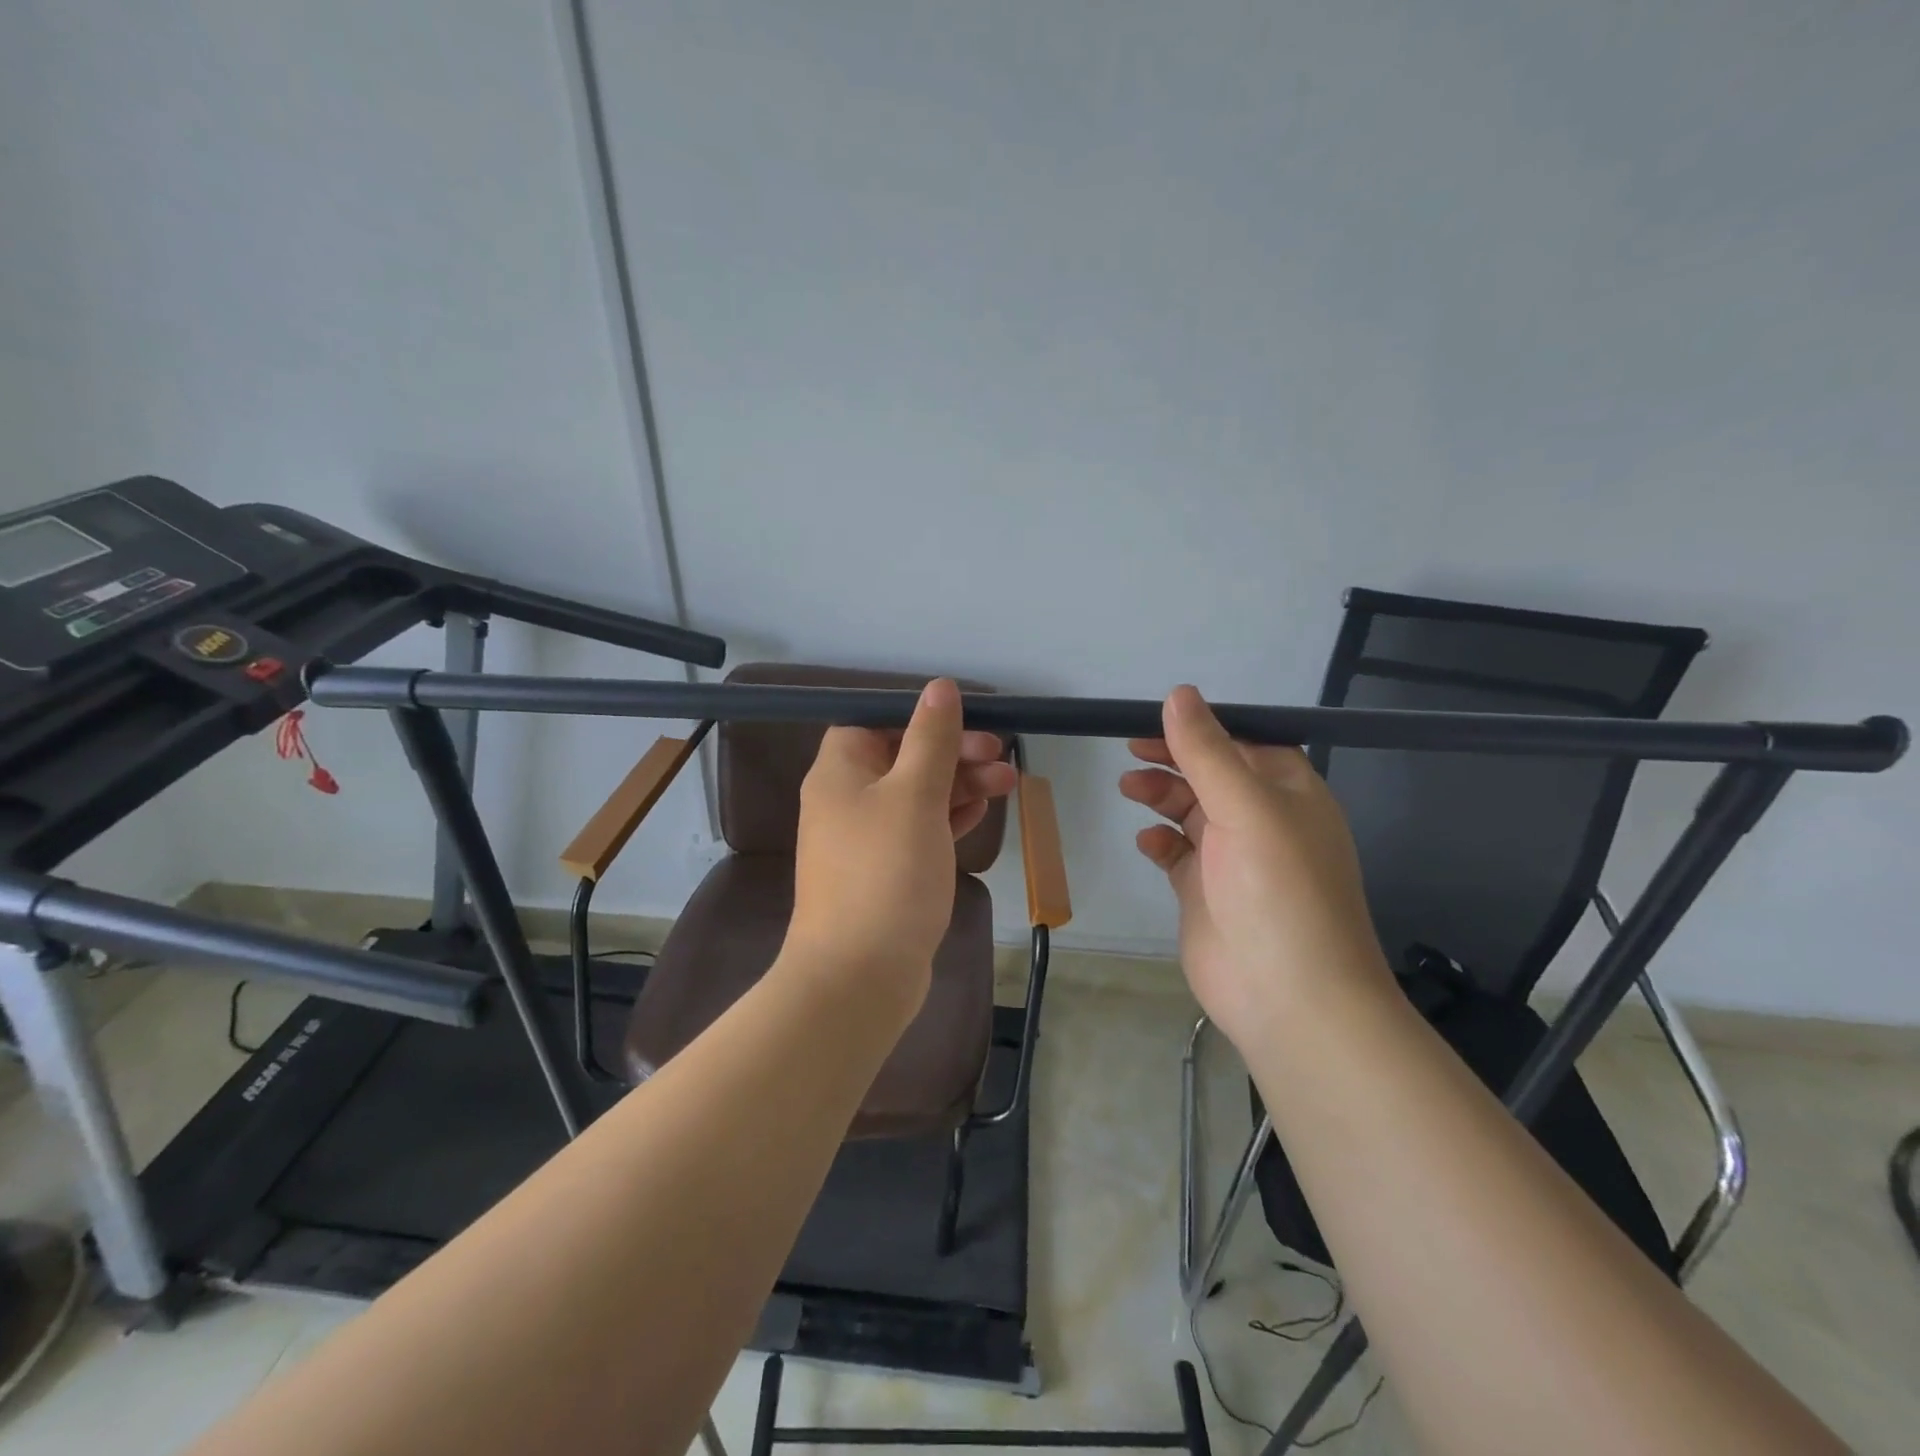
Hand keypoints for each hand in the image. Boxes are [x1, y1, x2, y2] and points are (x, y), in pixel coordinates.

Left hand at [784, 679, 1016, 1016]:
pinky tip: (981, 813)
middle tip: (1000, 756)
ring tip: (1009, 782)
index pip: (874, 721)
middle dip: (954, 752)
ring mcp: (865, 840)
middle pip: (902, 757)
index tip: (965, 723)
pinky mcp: (885, 873)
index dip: (919, 718)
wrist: (859, 976)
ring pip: (917, 795)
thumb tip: (940, 687)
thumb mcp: (914, 795)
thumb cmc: (885, 873)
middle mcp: (846, 800)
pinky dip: (948, 818)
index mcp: (840, 771)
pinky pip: (919, 831)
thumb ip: (930, 739)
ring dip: (960, 784)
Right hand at [1119, 685, 1393, 1046]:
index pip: (1244, 742)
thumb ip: (1207, 751)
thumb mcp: (1246, 808)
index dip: (1203, 728)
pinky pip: (1177, 854)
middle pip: (1212, 774)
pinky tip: (1147, 842)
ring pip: (1191, 811)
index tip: (1157, 720)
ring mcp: (1233, 859)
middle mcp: (1263, 821)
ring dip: (1161, 796)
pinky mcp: (1206, 892)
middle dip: (1174, 760)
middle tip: (1131, 752)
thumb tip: (1179, 694)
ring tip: (1129, 789)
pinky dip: (1160, 842)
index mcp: (1288, 793)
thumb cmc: (1277, 891)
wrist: (1289, 998)